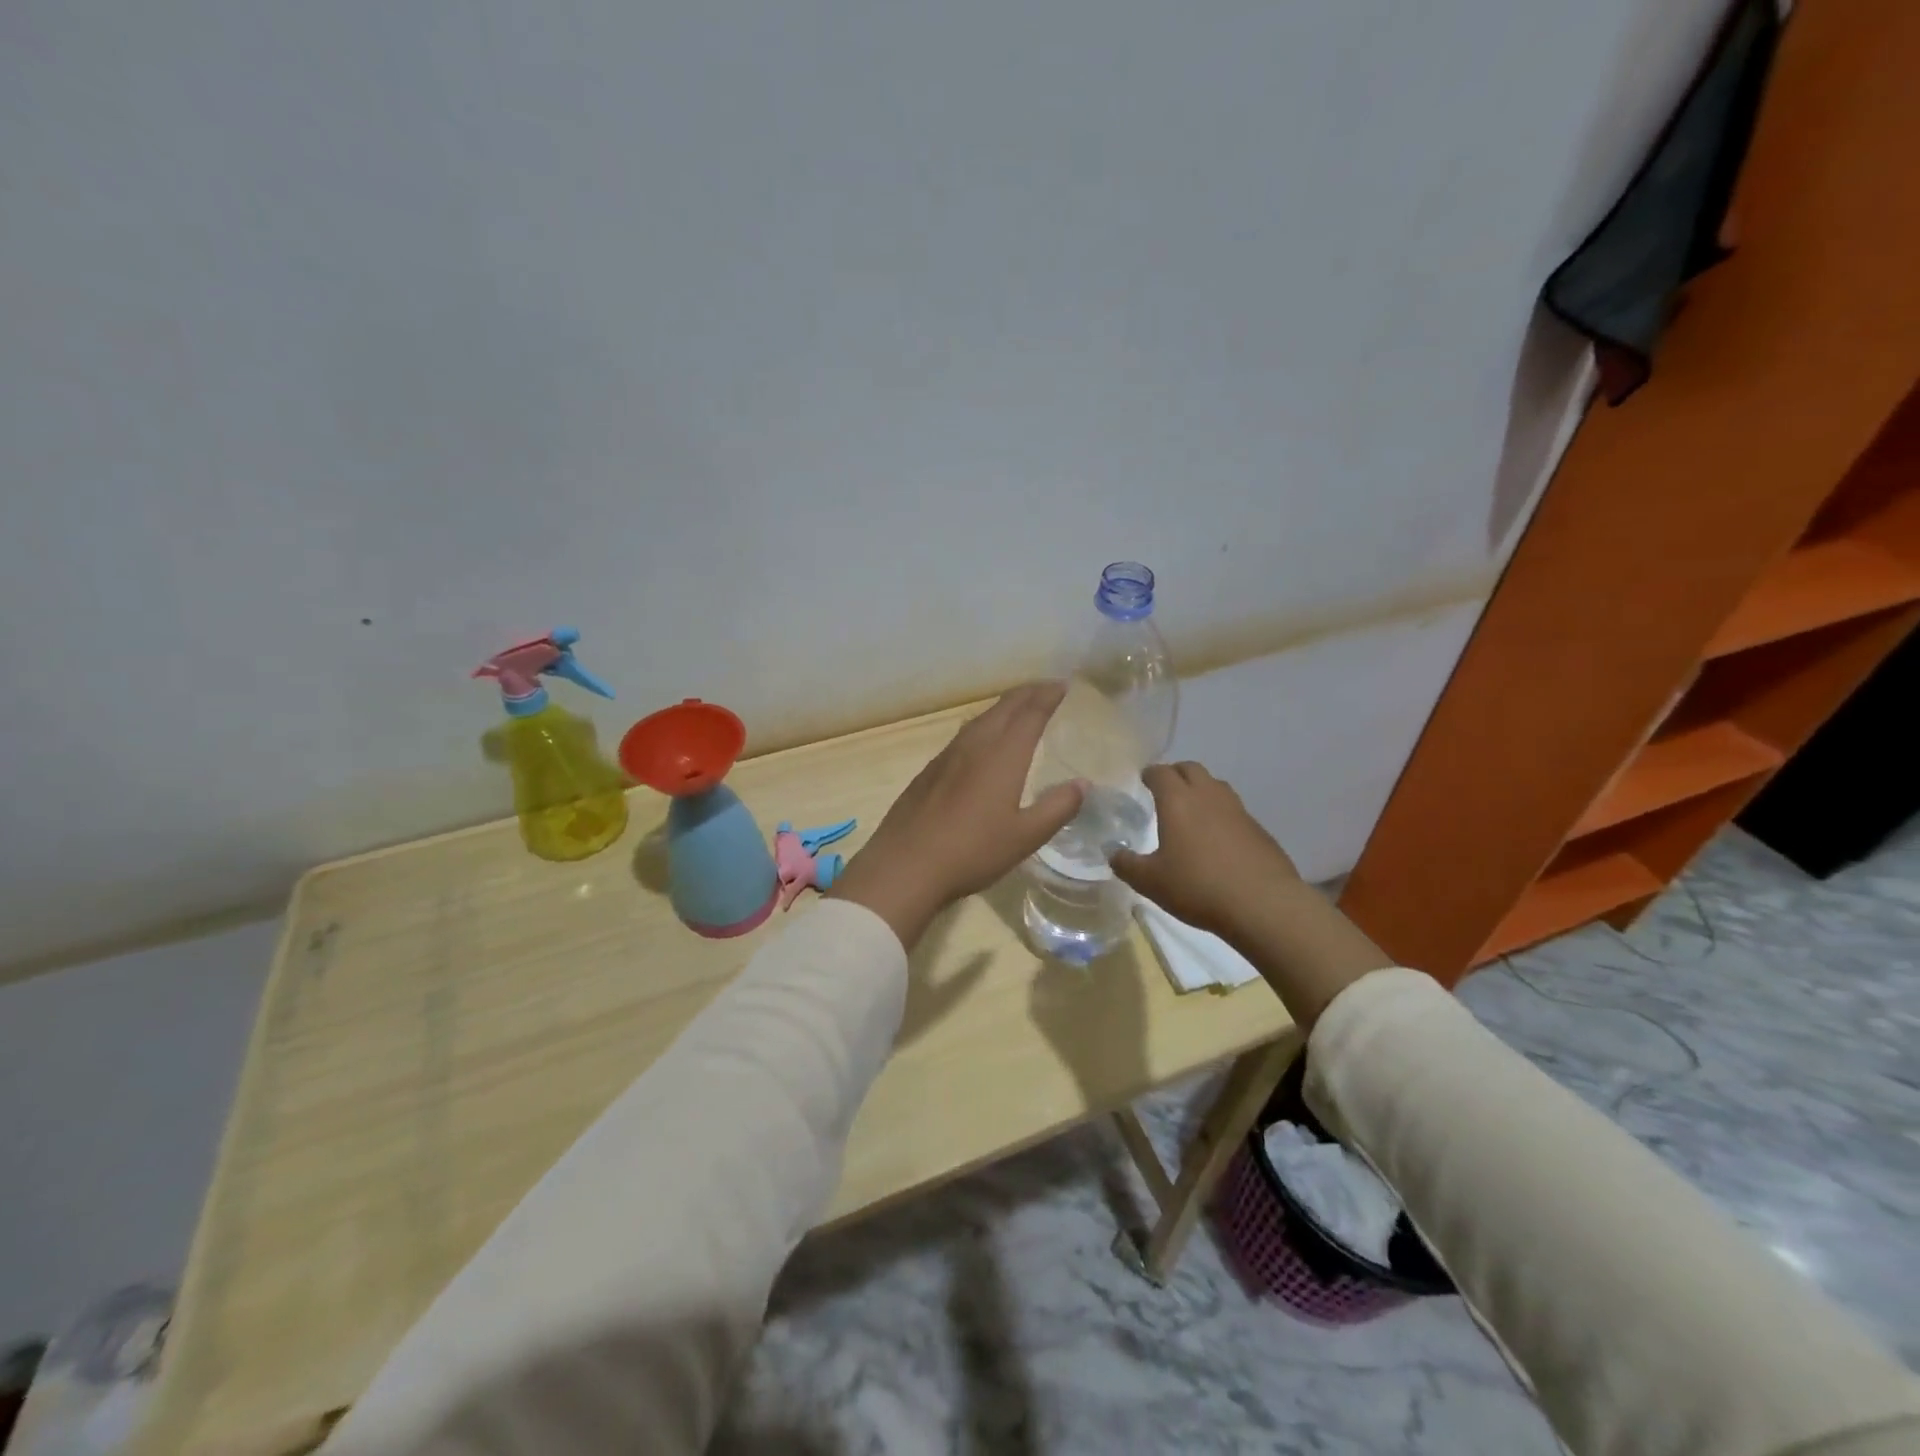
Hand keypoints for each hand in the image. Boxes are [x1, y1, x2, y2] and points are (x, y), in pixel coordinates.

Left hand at [830, 683, 1085, 947]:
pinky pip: (962, 736)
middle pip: (1003, 708)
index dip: (1048, 696)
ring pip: (979, 719)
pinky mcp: (929, 772)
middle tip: (1045, 689)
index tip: (1062, 686)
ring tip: (1017, 710)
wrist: (905, 865)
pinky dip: (982, 726)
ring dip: (1003, 708)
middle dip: (1027, 694)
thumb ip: (1057, 808)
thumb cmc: (972, 851)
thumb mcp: (1025, 837)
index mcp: (1002, 755)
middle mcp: (974, 745)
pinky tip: (980, 742)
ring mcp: (946, 757)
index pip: (1030, 713)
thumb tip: (1083, 784)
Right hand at [1113, 762, 1391, 1028]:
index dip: (1150, 774)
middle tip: (1164, 790)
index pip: (1161, 773)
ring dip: (1201, 790)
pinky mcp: (1259, 829)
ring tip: (1190, 811)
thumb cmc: (1198, 887)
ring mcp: (1238, 811)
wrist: (1264, 905)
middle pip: (1191, 769)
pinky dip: (1220, 814)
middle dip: (1176, 774)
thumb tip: (1112, 852)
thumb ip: (1126, 864)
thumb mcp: (1150, 882)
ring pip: (1216, 786)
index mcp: (1178, 801)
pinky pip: (1234, 810)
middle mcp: (1209, 796)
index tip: (1143, 780)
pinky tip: (1217, 839)